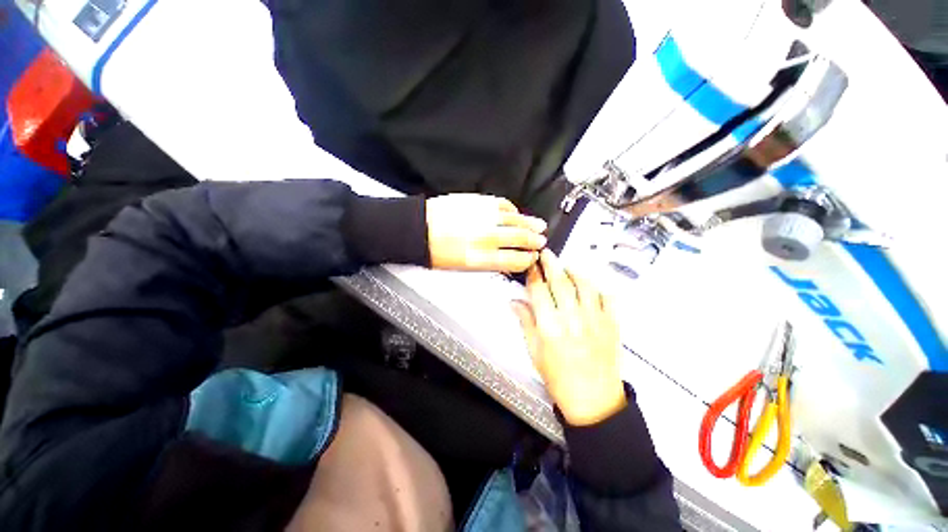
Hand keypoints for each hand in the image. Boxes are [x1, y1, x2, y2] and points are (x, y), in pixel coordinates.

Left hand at [426, 194, 546, 272]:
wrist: (419, 229)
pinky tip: (516, 212)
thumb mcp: (463, 267)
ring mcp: (483, 217)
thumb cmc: (436, 252)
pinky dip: (512, 209)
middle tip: (541, 241)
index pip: (515, 260)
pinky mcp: (477, 201)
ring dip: (530, 223)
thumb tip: (506, 262)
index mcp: (481, 258)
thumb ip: (488, 263)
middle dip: (534, 240)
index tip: (532, 258)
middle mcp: (486, 237)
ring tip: (539, 225)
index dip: (527, 260)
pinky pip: (501, 204)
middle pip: (520, 238)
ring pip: (515, 219)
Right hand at [512, 249, 626, 425]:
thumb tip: (514, 301)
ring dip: (575, 271)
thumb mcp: (534, 351)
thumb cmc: (558, 377)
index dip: (533, 274)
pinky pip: (608, 297)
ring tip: (568, 266)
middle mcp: (572, 319)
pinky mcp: (612, 324)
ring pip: (585, 284)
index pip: (538, 291)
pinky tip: (591, 285)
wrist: (593, 399)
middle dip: (551, 263)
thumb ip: (525, 322)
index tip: (530, 265)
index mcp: (549, 327)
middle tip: (546, 253)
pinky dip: (599, 287)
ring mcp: (595, 320)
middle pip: (560, 281)